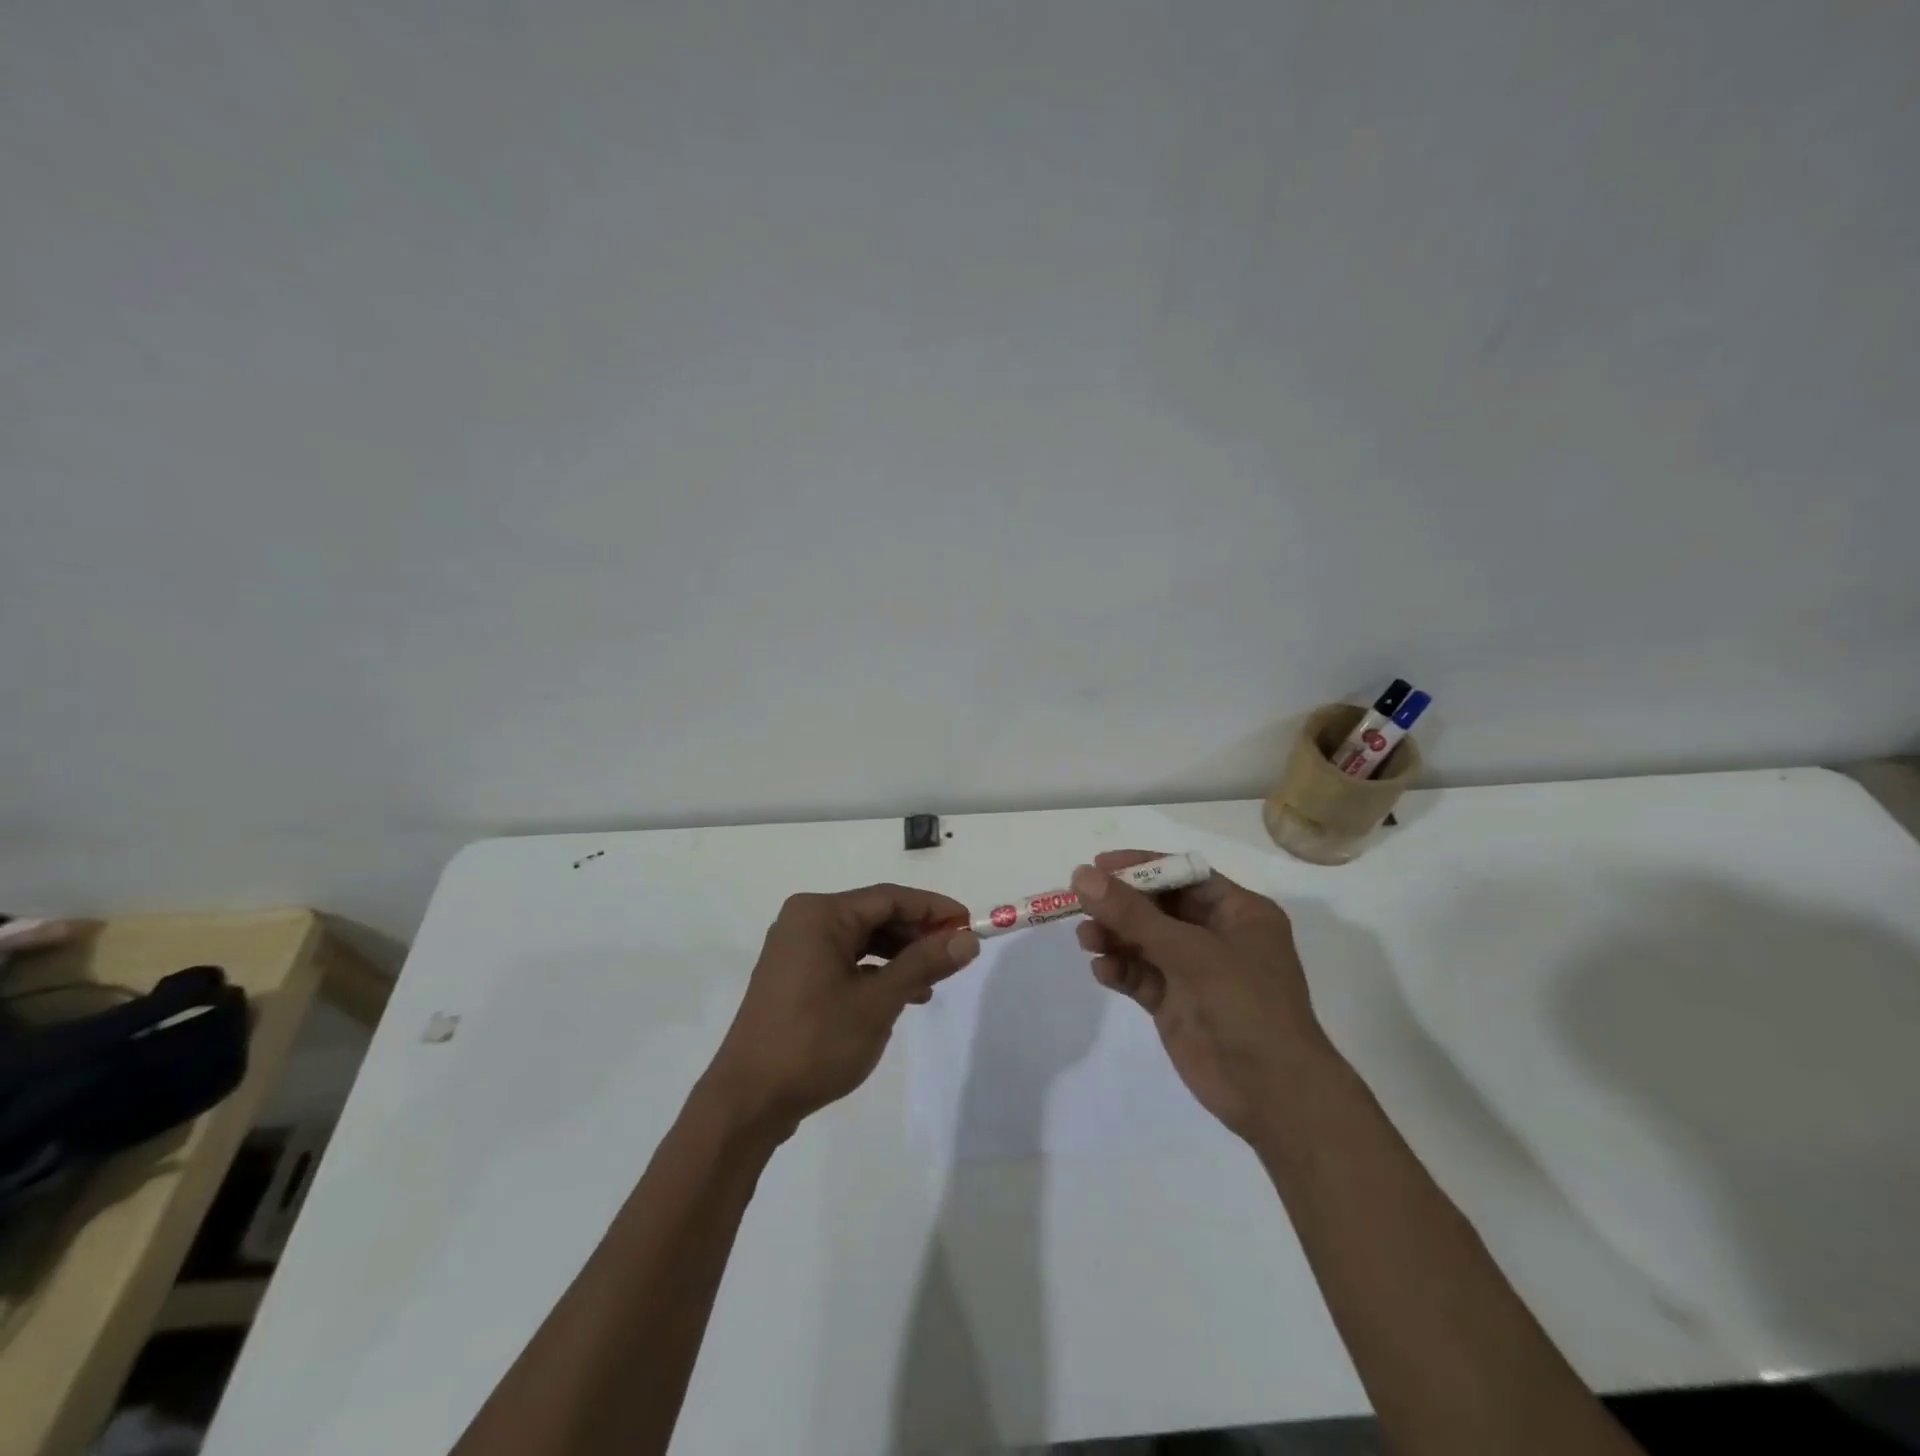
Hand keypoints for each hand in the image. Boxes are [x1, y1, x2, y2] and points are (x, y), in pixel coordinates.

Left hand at [701, 885, 978, 1139]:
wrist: (748, 1101)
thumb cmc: (814, 1042)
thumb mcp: (878, 1002)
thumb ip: (923, 965)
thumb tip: (966, 939)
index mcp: (821, 914)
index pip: (889, 897)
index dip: (933, 908)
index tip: (970, 924)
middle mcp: (805, 921)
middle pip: (874, 915)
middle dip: (917, 934)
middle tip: (955, 955)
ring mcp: (796, 950)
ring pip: (861, 940)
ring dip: (899, 956)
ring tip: (932, 982)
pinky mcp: (794, 977)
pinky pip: (844, 960)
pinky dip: (874, 972)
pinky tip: (900, 996)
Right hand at [1072, 850, 1329, 1141]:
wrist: (1274, 1095)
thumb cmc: (1245, 1005)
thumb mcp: (1189, 951)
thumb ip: (1133, 914)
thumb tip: (1082, 876)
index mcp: (1239, 912)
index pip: (1183, 876)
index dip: (1141, 867)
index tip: (1097, 866)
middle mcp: (1217, 936)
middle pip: (1158, 907)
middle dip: (1120, 904)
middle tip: (1079, 902)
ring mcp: (1196, 972)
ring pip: (1145, 942)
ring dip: (1114, 937)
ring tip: (1085, 939)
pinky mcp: (1176, 1004)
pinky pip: (1141, 976)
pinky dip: (1120, 970)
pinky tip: (1102, 971)